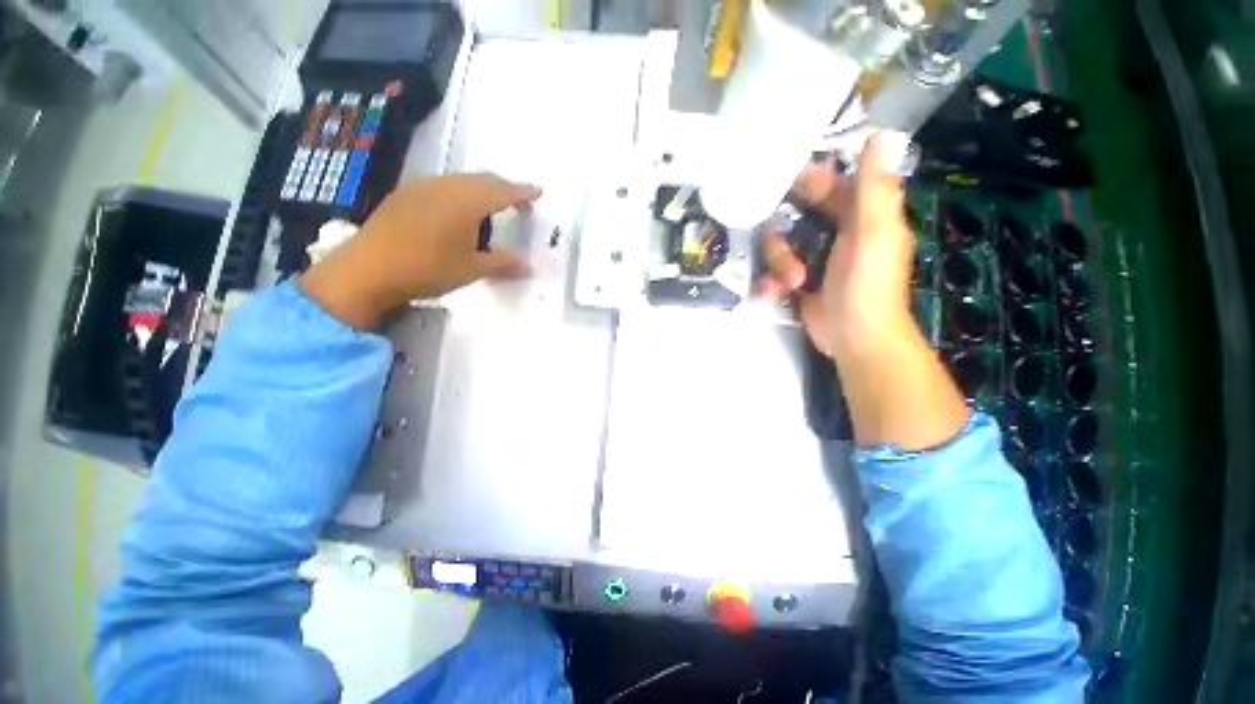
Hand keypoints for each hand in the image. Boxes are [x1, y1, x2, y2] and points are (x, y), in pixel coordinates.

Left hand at [300, 174, 541, 328]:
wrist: (368, 269)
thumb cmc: (428, 269)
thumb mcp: (473, 269)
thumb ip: (504, 264)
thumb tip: (530, 266)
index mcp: (467, 202)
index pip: (504, 191)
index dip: (523, 192)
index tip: (538, 192)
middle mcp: (446, 186)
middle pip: (483, 180)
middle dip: (504, 188)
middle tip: (519, 203)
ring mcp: (422, 187)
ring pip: (461, 180)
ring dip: (481, 190)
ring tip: (490, 208)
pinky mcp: (405, 194)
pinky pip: (442, 185)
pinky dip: (460, 193)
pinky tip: (456, 212)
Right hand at [762, 133, 916, 356]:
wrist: (854, 339)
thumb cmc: (867, 286)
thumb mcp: (873, 234)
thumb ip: (874, 188)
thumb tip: (882, 135)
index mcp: (861, 217)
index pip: (831, 186)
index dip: (807, 181)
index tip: (778, 181)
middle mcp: (837, 234)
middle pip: (795, 218)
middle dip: (783, 236)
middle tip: (781, 247)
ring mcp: (815, 260)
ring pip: (780, 247)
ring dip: (779, 264)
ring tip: (793, 282)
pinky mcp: (799, 282)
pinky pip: (774, 271)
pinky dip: (771, 282)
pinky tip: (775, 293)